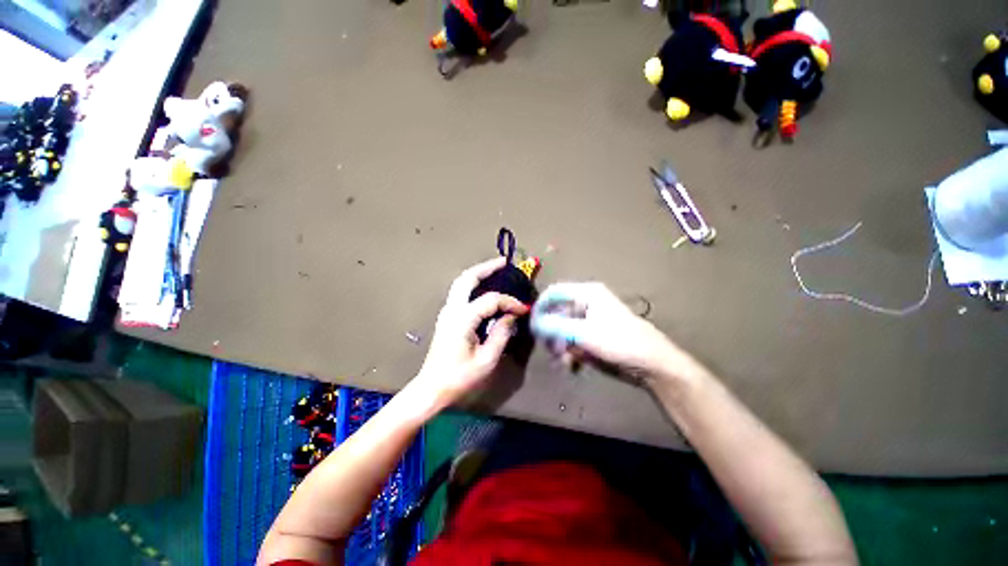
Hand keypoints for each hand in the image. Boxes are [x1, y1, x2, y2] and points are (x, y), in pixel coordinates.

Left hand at [413, 257, 529, 409]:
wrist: (431, 388)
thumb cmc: (459, 377)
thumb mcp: (487, 360)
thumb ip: (501, 334)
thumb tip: (511, 317)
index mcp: (463, 319)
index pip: (491, 300)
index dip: (510, 302)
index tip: (524, 309)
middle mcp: (452, 309)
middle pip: (467, 278)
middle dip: (486, 267)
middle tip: (504, 262)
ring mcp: (447, 311)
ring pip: (461, 282)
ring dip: (478, 273)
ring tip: (496, 269)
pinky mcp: (447, 316)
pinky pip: (461, 292)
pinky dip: (473, 284)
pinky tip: (485, 287)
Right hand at [531, 282, 680, 379]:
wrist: (651, 364)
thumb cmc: (619, 342)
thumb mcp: (583, 333)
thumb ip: (555, 326)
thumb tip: (534, 323)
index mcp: (586, 293)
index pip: (554, 293)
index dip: (540, 307)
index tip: (532, 326)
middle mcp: (586, 302)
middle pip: (557, 313)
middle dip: (552, 333)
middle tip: (551, 350)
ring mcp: (589, 320)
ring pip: (563, 329)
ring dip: (560, 345)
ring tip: (564, 361)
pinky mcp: (593, 334)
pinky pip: (572, 339)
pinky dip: (569, 351)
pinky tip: (572, 363)